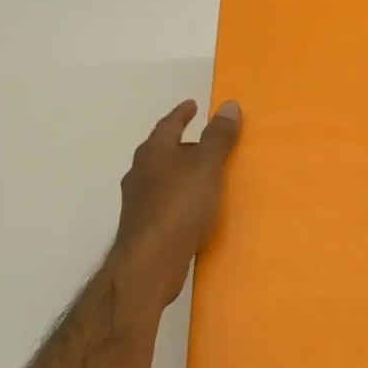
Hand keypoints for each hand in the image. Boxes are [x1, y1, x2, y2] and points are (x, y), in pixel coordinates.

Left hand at [109, 99, 241, 302]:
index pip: (169, 124)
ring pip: (162, 176)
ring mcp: (138, 200)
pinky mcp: (143, 225)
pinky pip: (165, 200)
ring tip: (203, 174)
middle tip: (205, 140)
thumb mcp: (206, 167)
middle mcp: (140, 171)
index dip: (182, 113)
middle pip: (163, 149)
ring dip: (180, 171)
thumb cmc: (179, 207)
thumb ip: (218, 137)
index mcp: (154, 152)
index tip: (193, 105)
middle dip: (182, 143)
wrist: (149, 263)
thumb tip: (229, 104)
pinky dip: (179, 195)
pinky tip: (194, 207)